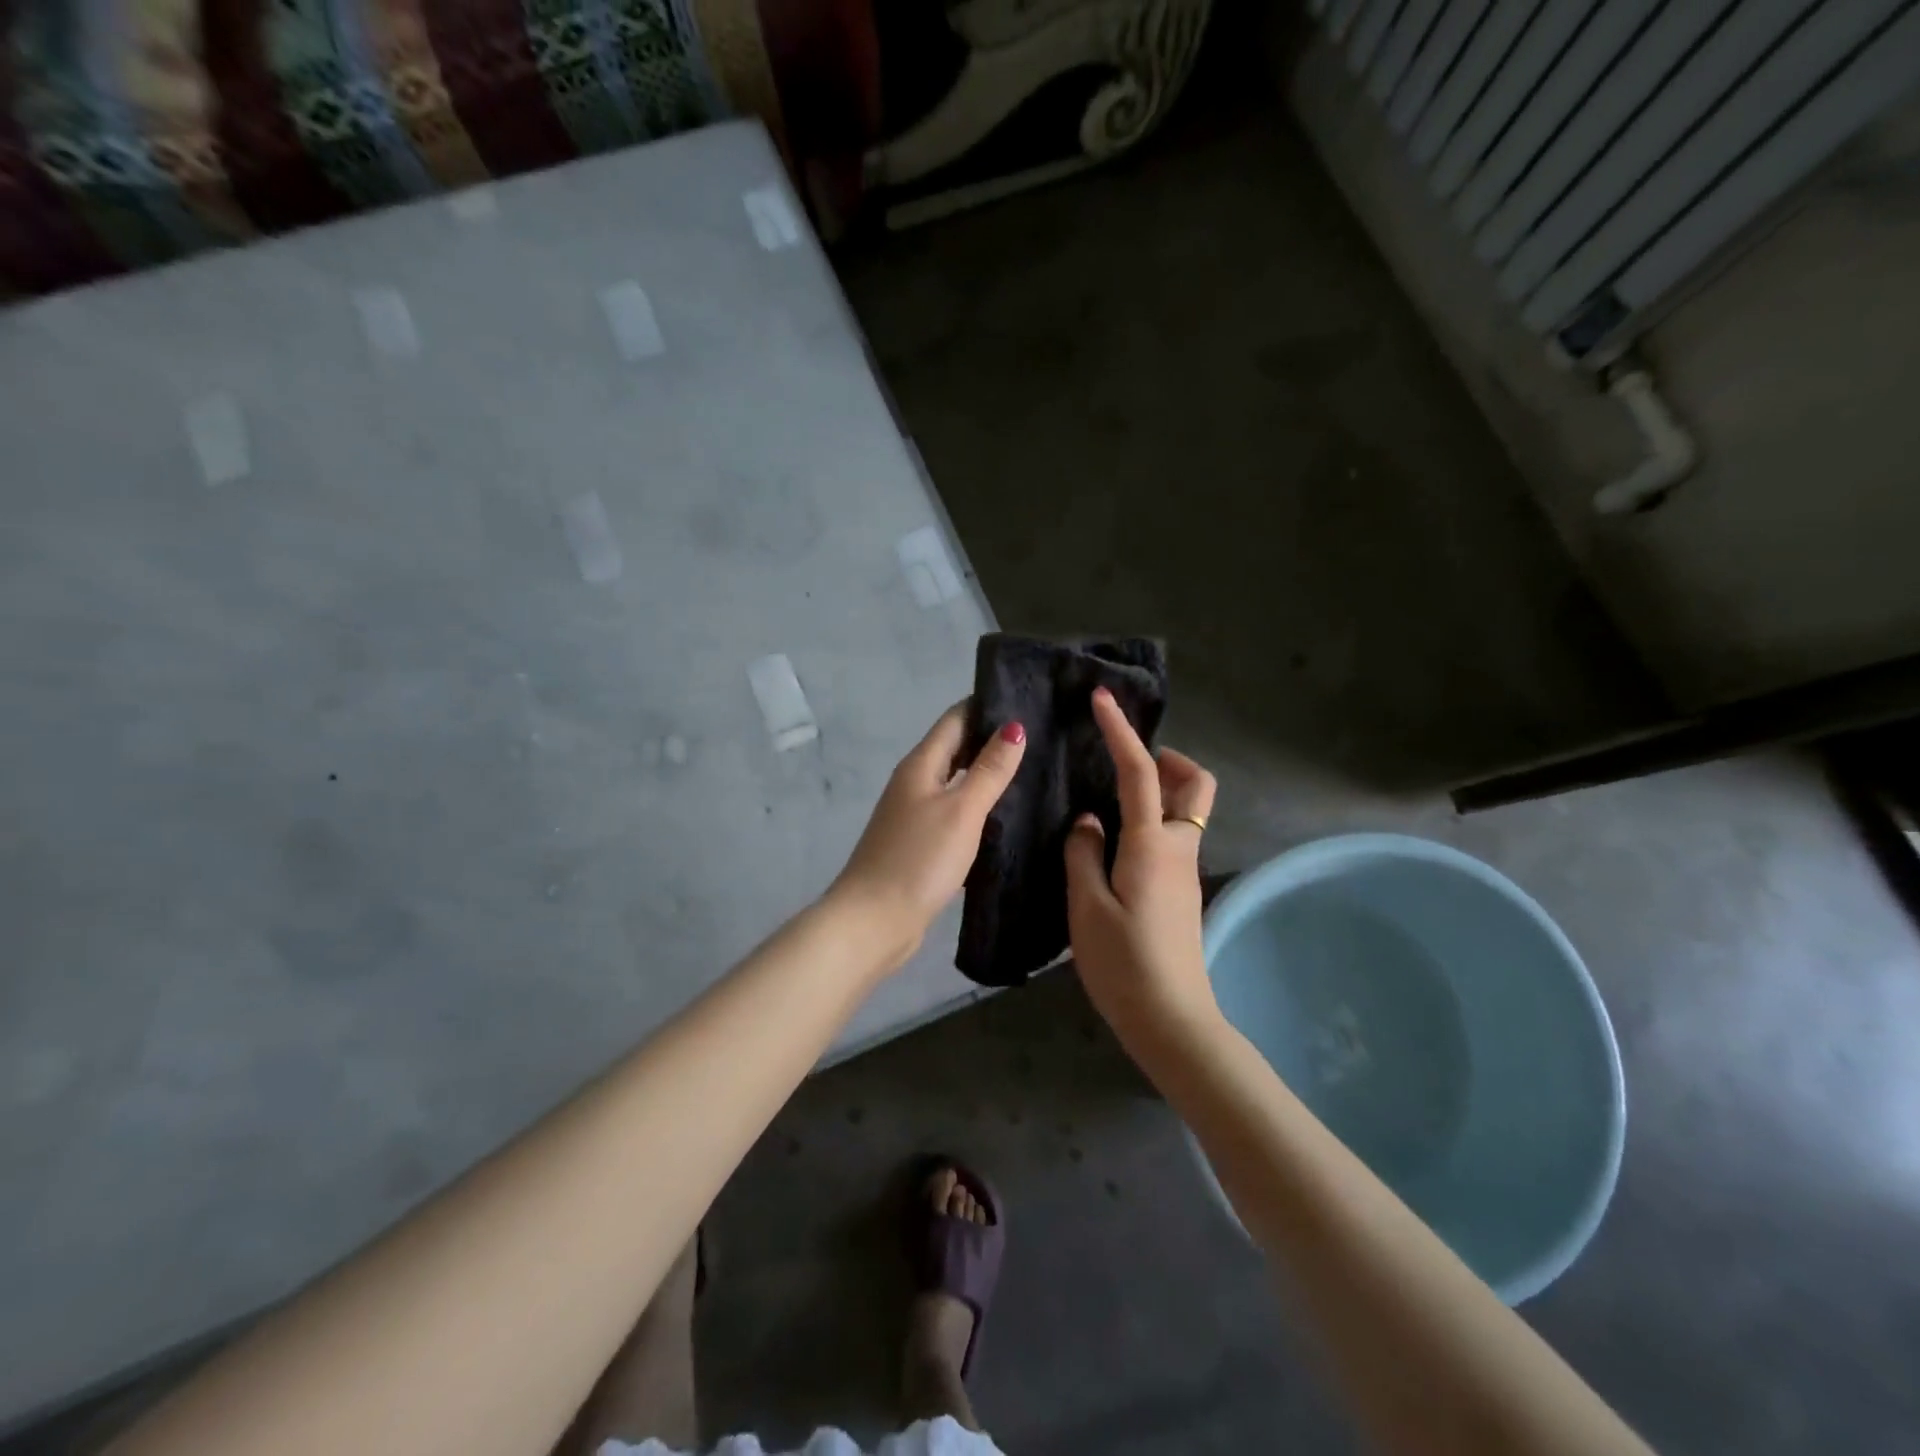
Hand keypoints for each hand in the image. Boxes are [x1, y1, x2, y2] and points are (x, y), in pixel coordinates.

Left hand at [831, 703, 1026, 965]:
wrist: (874, 920)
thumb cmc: (919, 858)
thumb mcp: (961, 810)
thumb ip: (989, 770)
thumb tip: (1014, 726)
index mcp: (921, 765)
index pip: (956, 719)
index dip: (987, 706)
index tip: (1029, 700)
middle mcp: (915, 783)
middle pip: (956, 749)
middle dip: (993, 740)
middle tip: (1043, 737)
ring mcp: (916, 815)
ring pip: (957, 783)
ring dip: (988, 775)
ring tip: (1035, 772)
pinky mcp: (922, 844)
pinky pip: (955, 813)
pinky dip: (979, 808)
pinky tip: (1007, 817)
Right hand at [1064, 687, 1219, 1042]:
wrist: (1172, 1020)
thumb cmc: (1124, 964)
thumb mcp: (1087, 907)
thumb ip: (1083, 854)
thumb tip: (1088, 821)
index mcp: (1151, 845)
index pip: (1140, 772)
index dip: (1121, 732)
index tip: (1103, 699)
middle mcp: (1178, 848)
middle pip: (1196, 784)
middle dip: (1168, 758)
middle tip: (1125, 762)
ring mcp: (1185, 869)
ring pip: (1189, 809)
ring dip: (1163, 787)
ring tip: (1112, 796)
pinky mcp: (1181, 889)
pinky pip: (1175, 833)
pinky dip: (1154, 816)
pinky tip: (1115, 839)